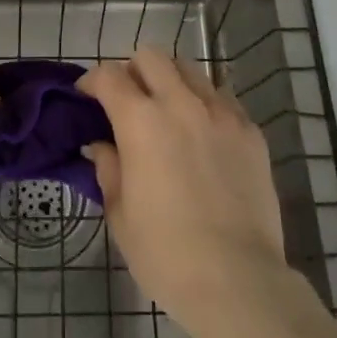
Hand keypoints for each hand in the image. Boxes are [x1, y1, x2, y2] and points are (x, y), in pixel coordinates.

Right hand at [80, 49, 287, 331]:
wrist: (238, 280)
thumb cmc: (166, 254)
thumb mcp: (121, 215)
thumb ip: (109, 169)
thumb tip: (100, 146)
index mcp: (141, 121)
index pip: (109, 76)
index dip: (92, 81)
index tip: (86, 95)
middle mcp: (181, 103)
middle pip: (151, 57)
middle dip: (133, 70)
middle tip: (128, 99)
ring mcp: (220, 112)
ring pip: (190, 69)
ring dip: (171, 80)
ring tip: (168, 110)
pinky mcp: (250, 130)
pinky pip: (223, 97)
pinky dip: (205, 103)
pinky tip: (203, 132)